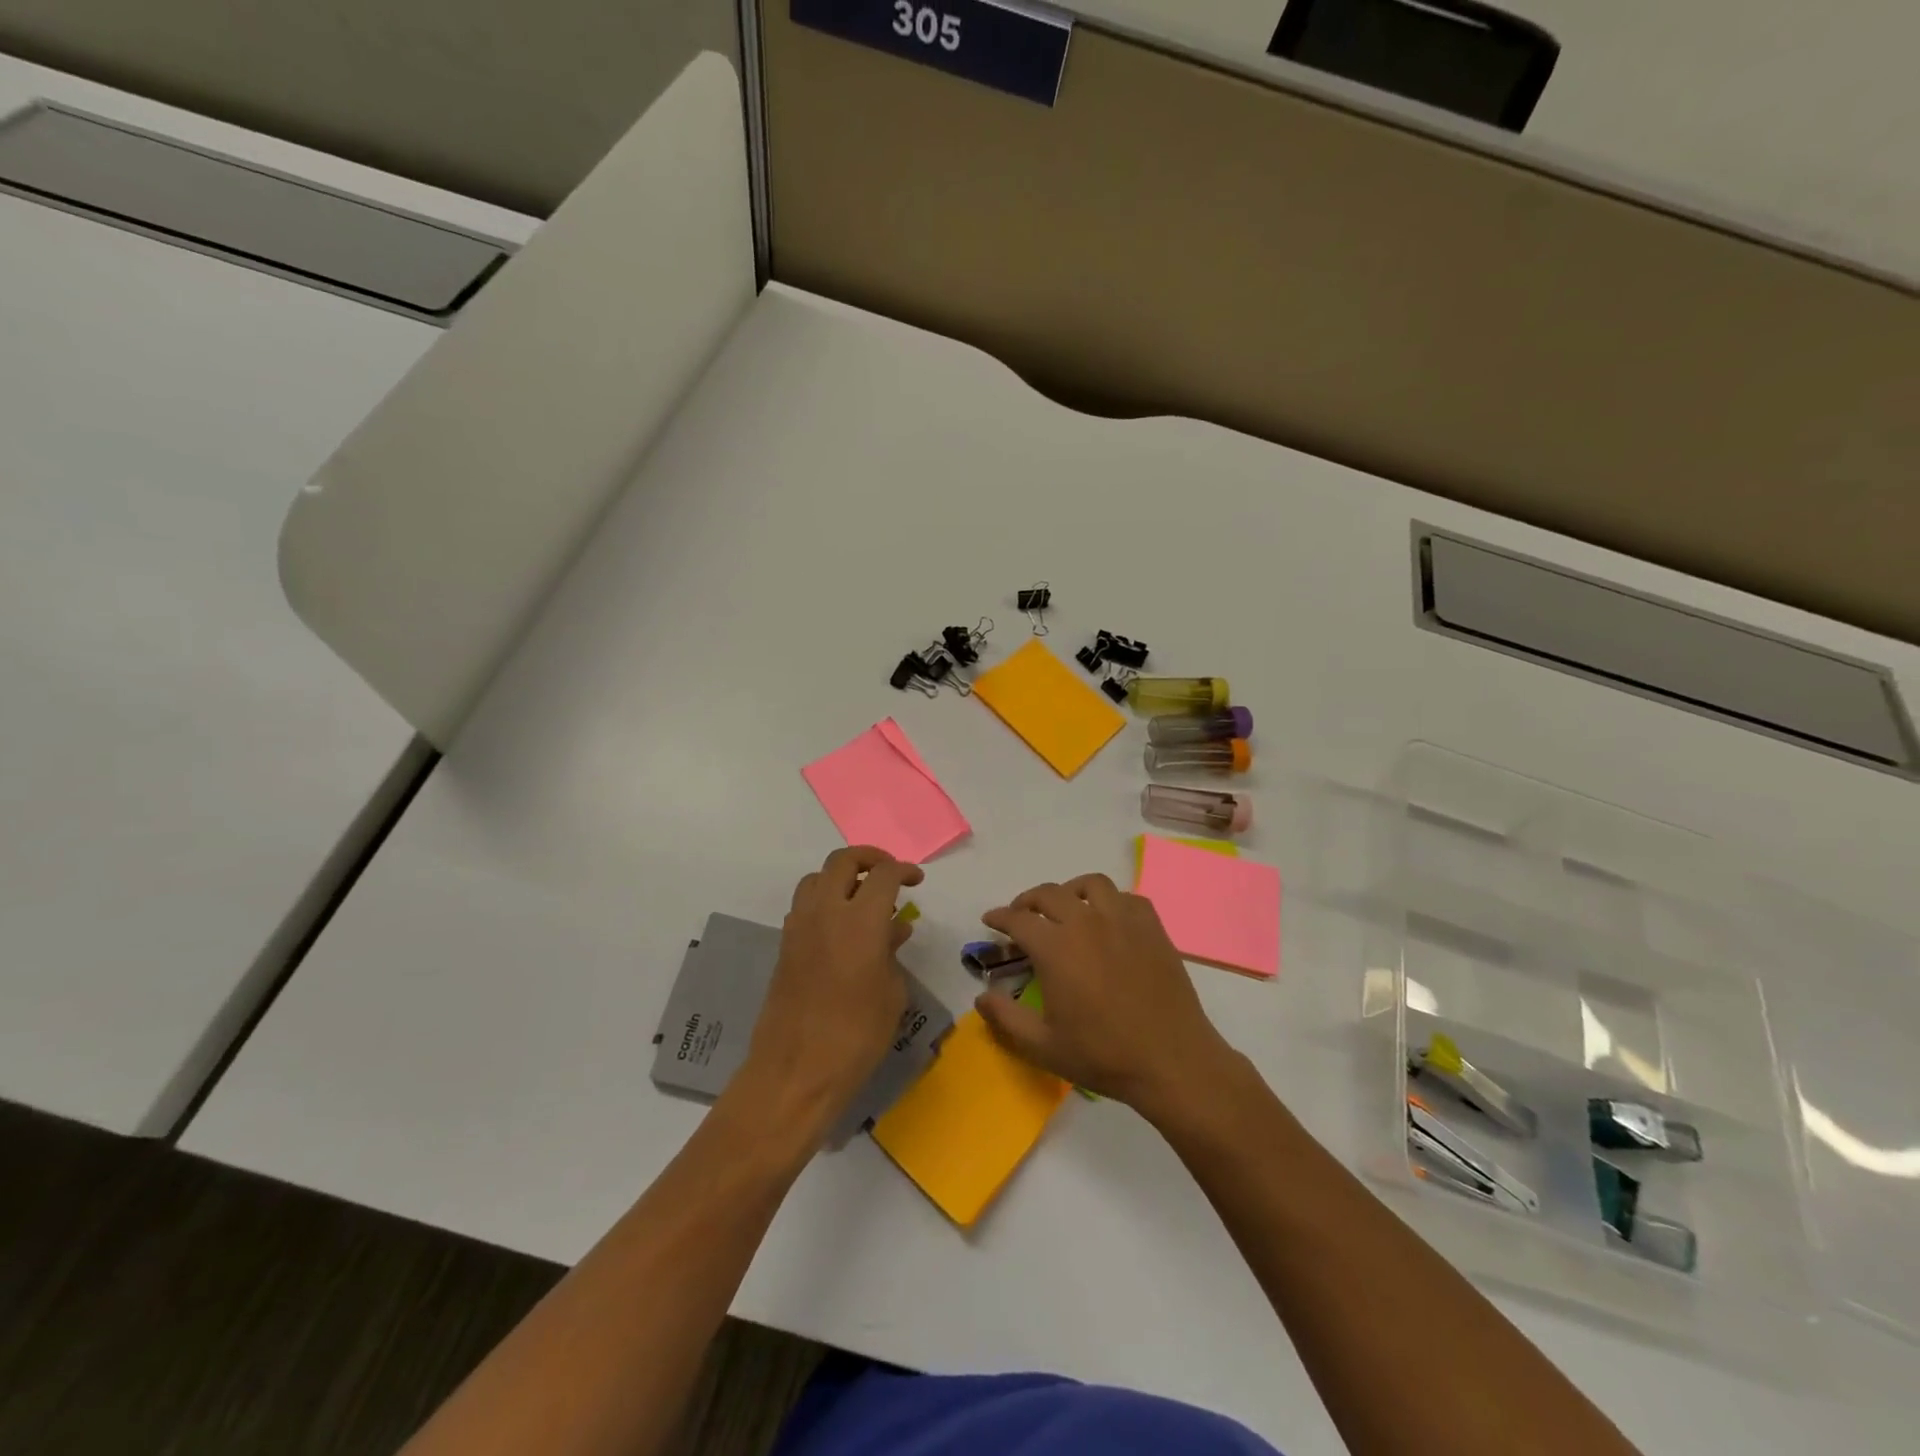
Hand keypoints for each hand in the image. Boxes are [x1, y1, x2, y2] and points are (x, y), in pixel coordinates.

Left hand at [737, 846, 924, 1140]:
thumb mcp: (892, 993)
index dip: (903, 870)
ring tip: (861, 898)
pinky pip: (804, 905)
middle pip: (843, 861)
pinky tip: (840, 928)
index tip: (916, 881)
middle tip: (889, 874)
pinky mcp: (785, 945)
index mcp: (860, 920)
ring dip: (841, 877)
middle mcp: (826, 911)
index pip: (883, 874)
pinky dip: (823, 901)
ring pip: (817, 878)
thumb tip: (894, 929)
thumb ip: (892, 952)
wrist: (796, 1070)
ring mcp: (799, 926)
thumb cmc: (857, 1035)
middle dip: (869, 858)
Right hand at [975, 874, 1230, 1112]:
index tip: (991, 920)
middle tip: (1022, 914)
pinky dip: (1111, 900)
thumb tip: (980, 997)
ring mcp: (1122, 920)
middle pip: (1049, 893)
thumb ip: (1005, 1018)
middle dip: (1028, 900)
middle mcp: (1086, 922)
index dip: (999, 917)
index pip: (1018, 919)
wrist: (1171, 1060)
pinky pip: (1127, 897)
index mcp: (1055, 947)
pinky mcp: (1152, 927)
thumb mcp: (1043, 1046)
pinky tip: (1108, 918)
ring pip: (1091, 884)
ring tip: (1066, 906)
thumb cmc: (1103, 1055)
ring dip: (1070, 890)